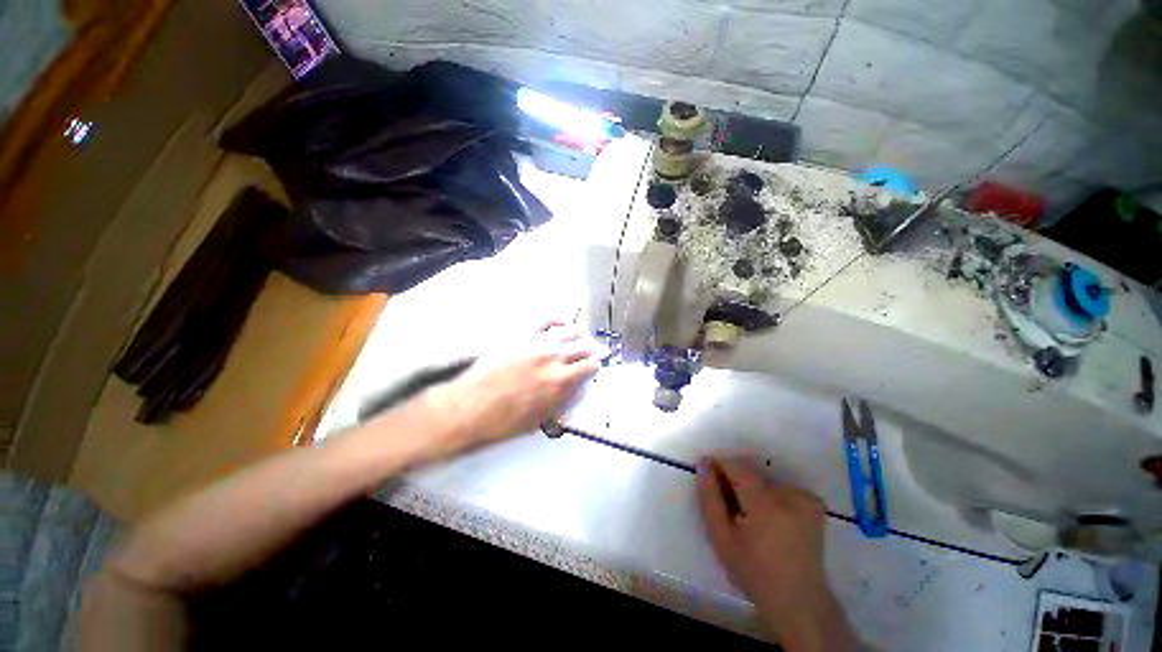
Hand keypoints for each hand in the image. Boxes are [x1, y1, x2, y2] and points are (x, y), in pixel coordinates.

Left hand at [427, 322, 599, 454]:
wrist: (469, 408)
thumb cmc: (502, 419)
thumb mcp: (541, 417)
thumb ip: (564, 399)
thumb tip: (576, 388)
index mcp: (560, 381)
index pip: (589, 365)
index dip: (595, 365)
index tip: (595, 366)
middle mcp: (553, 358)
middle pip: (583, 346)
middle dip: (591, 349)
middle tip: (593, 351)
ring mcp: (537, 343)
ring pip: (569, 331)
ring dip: (578, 335)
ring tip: (580, 337)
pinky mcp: (522, 334)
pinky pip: (546, 319)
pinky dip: (558, 319)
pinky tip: (562, 322)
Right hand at [696, 457, 856, 651]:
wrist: (798, 601)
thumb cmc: (754, 573)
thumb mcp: (721, 538)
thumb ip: (709, 498)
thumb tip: (703, 463)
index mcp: (767, 506)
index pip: (737, 466)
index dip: (719, 464)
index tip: (708, 475)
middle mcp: (790, 496)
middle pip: (751, 471)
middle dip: (734, 479)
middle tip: (728, 504)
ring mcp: (805, 498)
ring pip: (763, 478)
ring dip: (751, 488)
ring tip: (748, 514)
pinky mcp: (813, 502)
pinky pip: (780, 486)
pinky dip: (768, 494)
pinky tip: (769, 517)